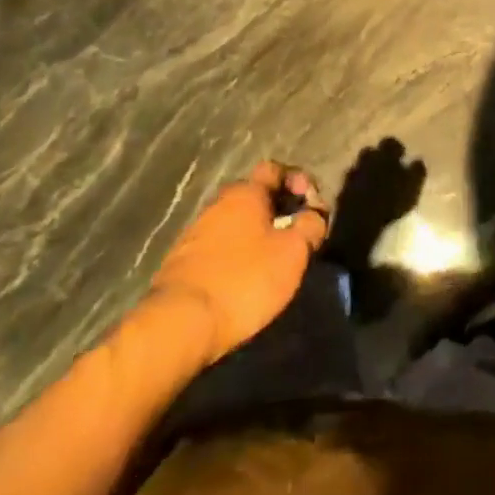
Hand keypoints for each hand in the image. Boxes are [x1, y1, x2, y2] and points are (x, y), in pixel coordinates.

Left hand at [148, 161, 328, 364]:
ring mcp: (196, 231)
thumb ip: (311, 226)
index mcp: (246, 192)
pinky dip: (235, 254)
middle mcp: (219, 203)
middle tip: (295, 236)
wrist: (179, 325)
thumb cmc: (244, 280)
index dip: (298, 182)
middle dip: (278, 210)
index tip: (312, 207)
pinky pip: (219, 246)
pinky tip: (243, 278)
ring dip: (256, 233)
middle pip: (255, 195)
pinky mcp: (182, 261)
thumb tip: (315, 215)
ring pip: (236, 222)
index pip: (275, 169)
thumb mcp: (292, 253)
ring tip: (271, 260)